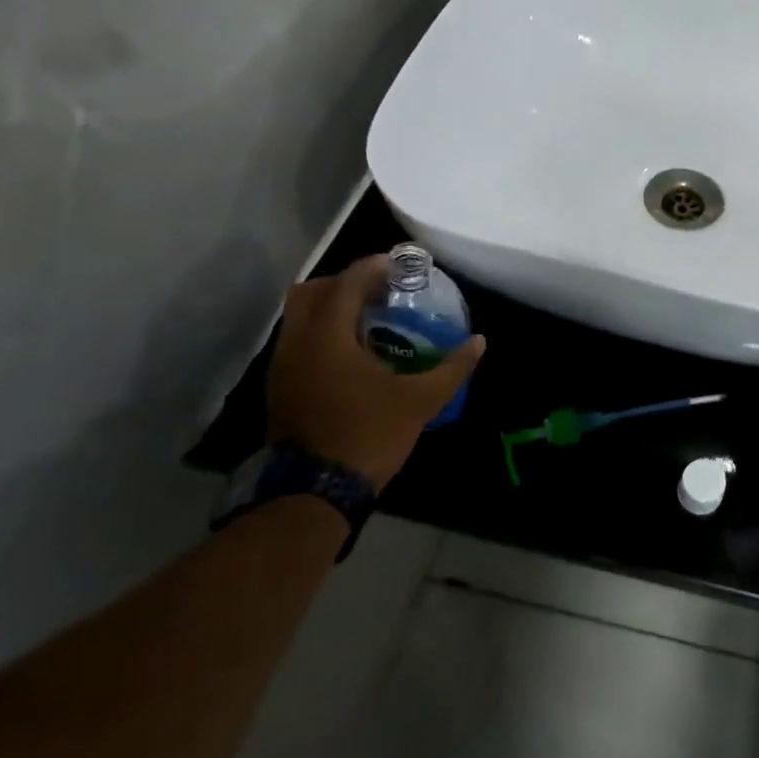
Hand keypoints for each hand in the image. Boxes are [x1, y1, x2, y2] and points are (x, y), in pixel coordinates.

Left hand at [266, 255, 484, 491]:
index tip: (400, 266)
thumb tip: (479, 342)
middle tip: (380, 291)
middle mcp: (298, 341)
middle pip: (313, 290)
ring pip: (299, 317)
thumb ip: (452, 368)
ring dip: (331, 308)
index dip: (374, 267)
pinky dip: (321, 332)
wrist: (314, 491)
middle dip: (346, 282)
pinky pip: (297, 341)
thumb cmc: (369, 435)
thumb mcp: (420, 401)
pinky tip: (351, 354)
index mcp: (328, 336)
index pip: (348, 282)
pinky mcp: (279, 387)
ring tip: (368, 320)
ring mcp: (283, 365)